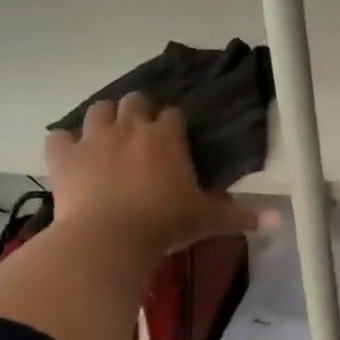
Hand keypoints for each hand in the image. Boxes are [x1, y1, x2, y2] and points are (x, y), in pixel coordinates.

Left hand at [44, 94, 259, 257]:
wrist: (109, 239)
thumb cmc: (165, 224)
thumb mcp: (208, 219)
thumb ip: (242, 216)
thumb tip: (281, 221)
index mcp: (168, 136)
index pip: (174, 114)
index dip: (174, 125)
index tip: (176, 140)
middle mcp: (131, 126)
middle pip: (136, 100)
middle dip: (140, 110)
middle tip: (143, 134)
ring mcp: (94, 138)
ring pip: (99, 109)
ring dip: (105, 117)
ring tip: (109, 135)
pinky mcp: (64, 156)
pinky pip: (58, 137)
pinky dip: (65, 142)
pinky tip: (71, 154)